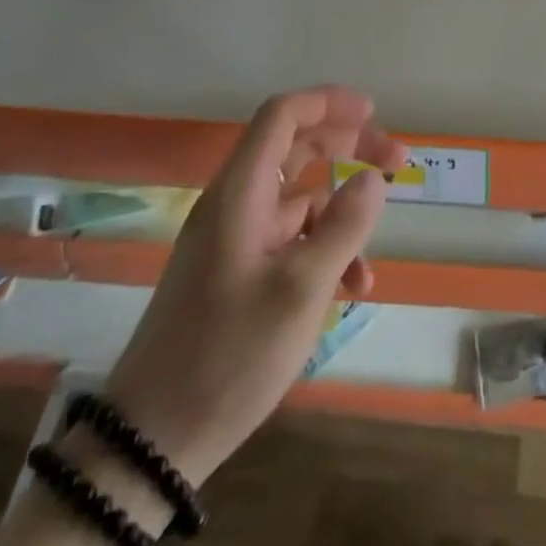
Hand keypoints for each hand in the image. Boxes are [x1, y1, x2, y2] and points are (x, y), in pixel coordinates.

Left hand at [101, 86, 405, 484]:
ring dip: (341, 212)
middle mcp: (236, 205)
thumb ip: (343, 226)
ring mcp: (234, 240)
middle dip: (349, 148)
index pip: (282, 116)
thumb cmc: (228, 355)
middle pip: (296, 148)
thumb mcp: (300, 291)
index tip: (373, 112)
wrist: (150, 442)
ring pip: (299, 201)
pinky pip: (290, 243)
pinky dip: (323, 251)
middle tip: (395, 161)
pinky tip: (350, 289)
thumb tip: (374, 178)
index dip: (328, 102)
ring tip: (375, 246)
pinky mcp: (236, 274)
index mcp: (241, 192)